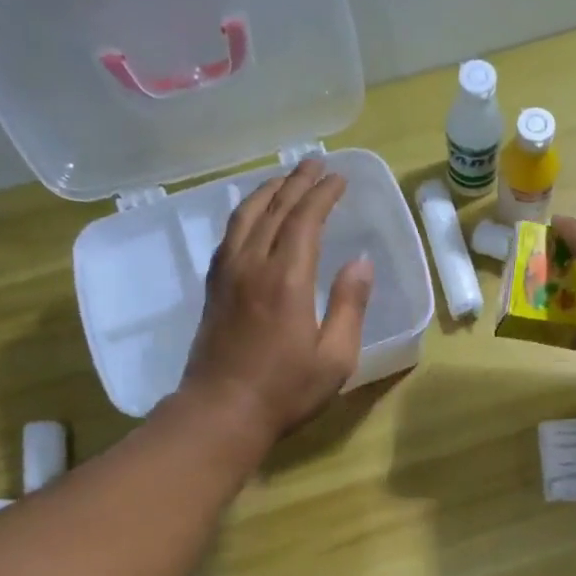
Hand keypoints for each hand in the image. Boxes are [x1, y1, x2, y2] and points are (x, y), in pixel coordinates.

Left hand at [181, 158, 373, 443]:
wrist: (221, 412)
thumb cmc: (286, 391)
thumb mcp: (335, 357)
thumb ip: (350, 305)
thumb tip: (361, 262)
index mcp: (287, 279)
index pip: (305, 219)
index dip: (323, 194)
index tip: (340, 178)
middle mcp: (253, 265)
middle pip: (273, 208)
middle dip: (297, 182)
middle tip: (316, 164)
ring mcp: (227, 274)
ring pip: (245, 216)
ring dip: (267, 191)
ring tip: (285, 179)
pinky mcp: (214, 288)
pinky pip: (229, 235)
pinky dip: (245, 214)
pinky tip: (252, 216)